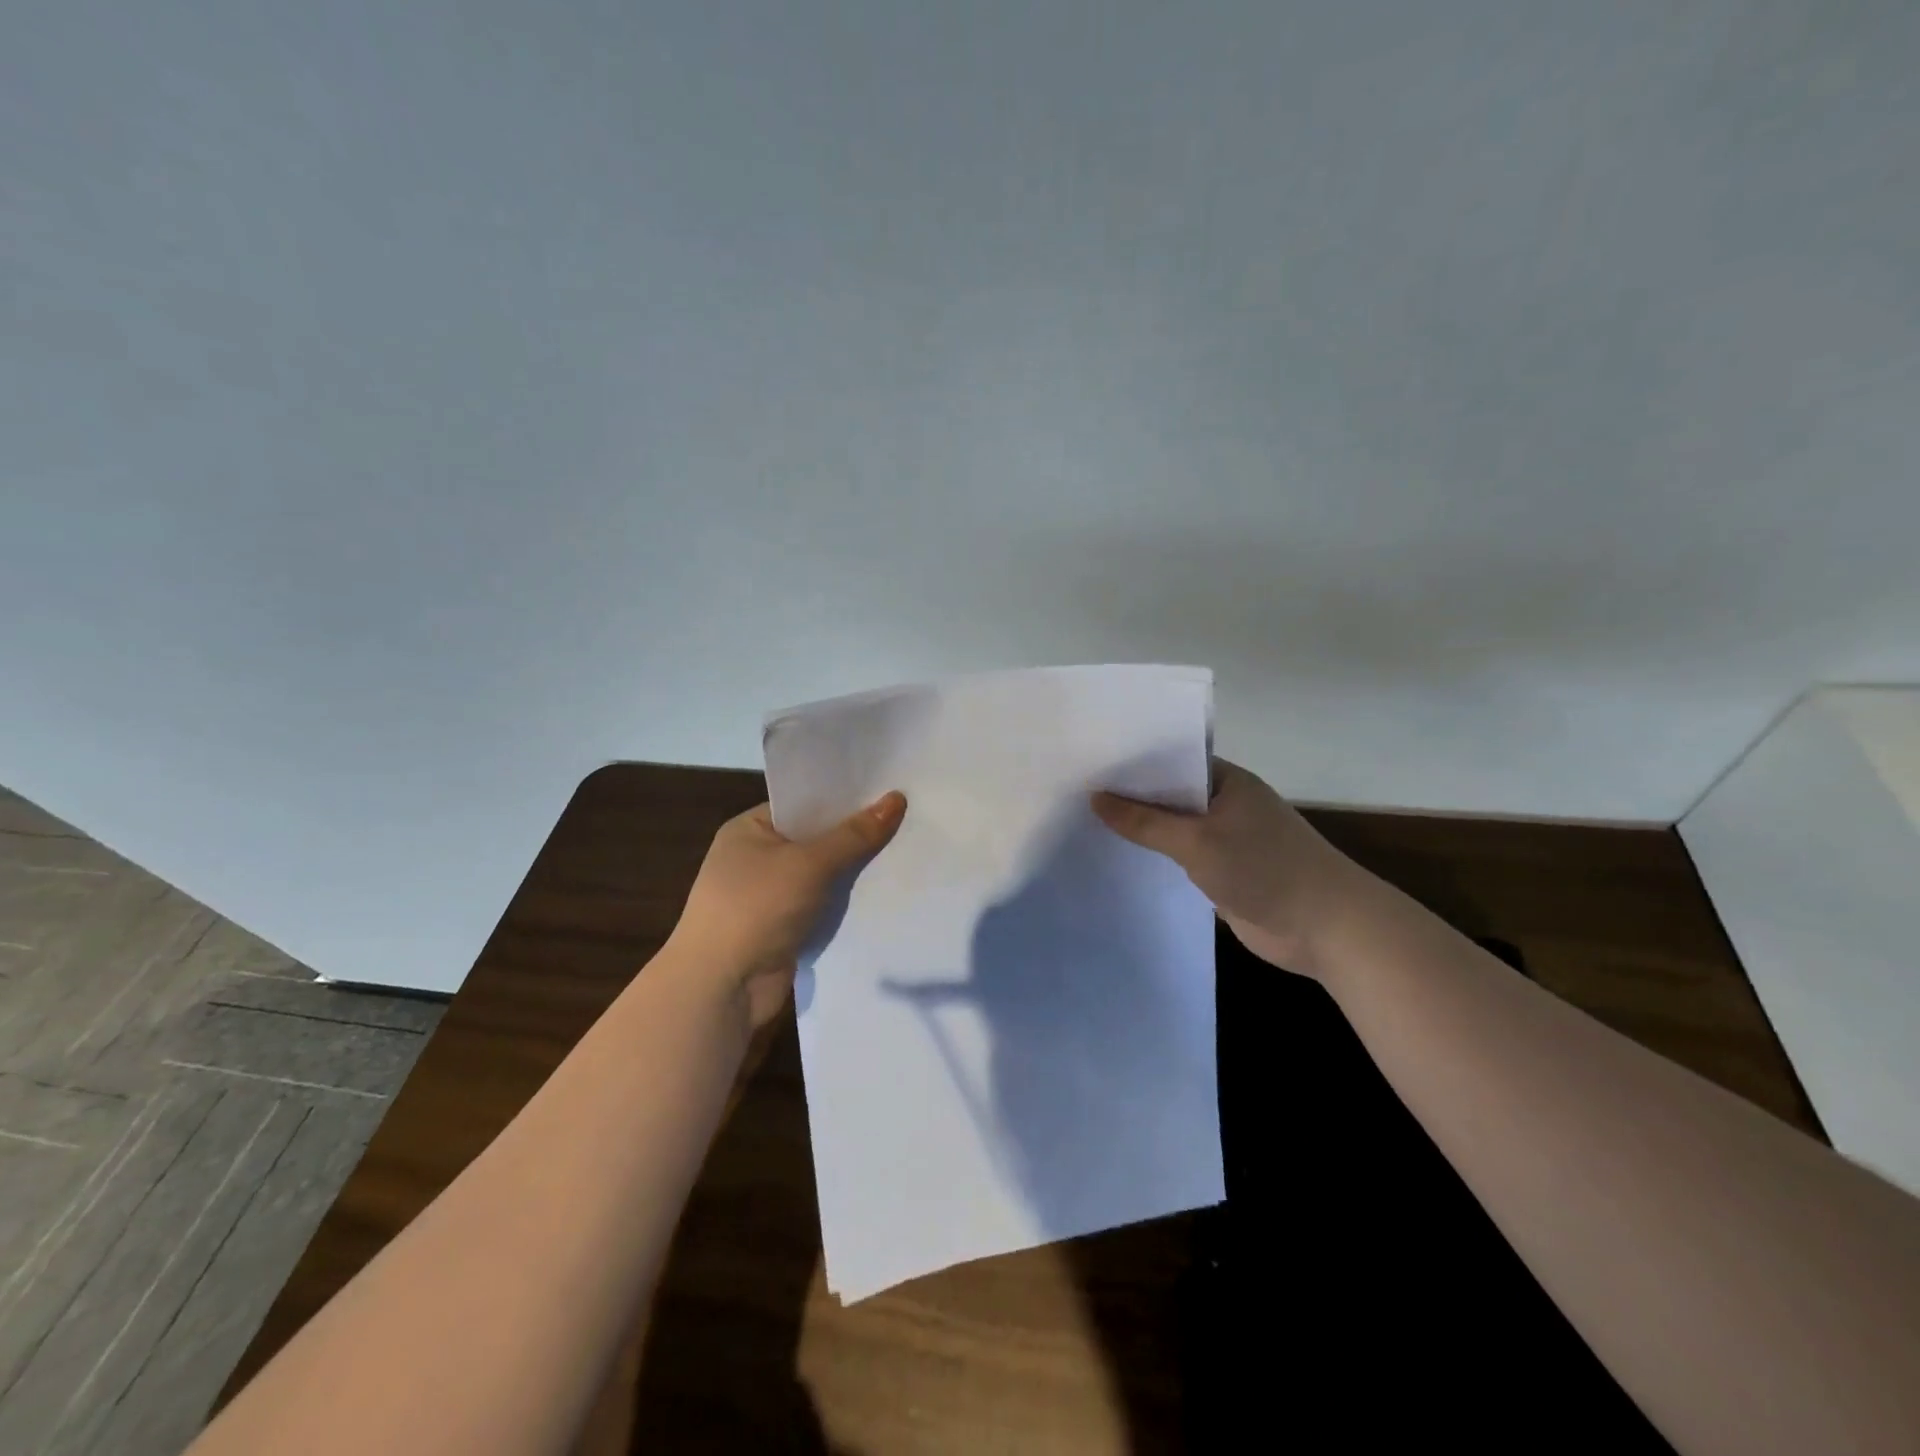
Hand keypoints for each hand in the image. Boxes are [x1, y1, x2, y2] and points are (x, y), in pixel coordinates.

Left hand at [669, 791, 906, 1028]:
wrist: (721, 989)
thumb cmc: (756, 909)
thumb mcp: (809, 864)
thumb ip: (855, 835)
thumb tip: (896, 798)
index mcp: (749, 830)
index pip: (804, 804)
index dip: (844, 797)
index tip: (888, 790)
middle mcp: (757, 859)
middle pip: (817, 839)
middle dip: (856, 835)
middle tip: (908, 819)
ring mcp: (769, 897)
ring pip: (824, 875)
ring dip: (854, 872)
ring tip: (907, 852)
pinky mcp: (784, 929)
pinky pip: (823, 906)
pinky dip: (847, 904)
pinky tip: (887, 893)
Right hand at [1092, 759, 1369, 980]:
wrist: (1326, 927)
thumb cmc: (1264, 867)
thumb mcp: (1197, 840)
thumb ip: (1144, 821)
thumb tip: (1094, 797)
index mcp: (1226, 781)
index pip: (1171, 760)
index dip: (1132, 761)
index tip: (1088, 762)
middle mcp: (1225, 804)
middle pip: (1169, 794)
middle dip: (1129, 796)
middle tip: (1073, 790)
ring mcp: (1225, 839)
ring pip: (1173, 828)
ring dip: (1141, 830)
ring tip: (1083, 821)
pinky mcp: (1223, 872)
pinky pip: (1180, 857)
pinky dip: (1156, 857)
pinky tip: (1118, 858)